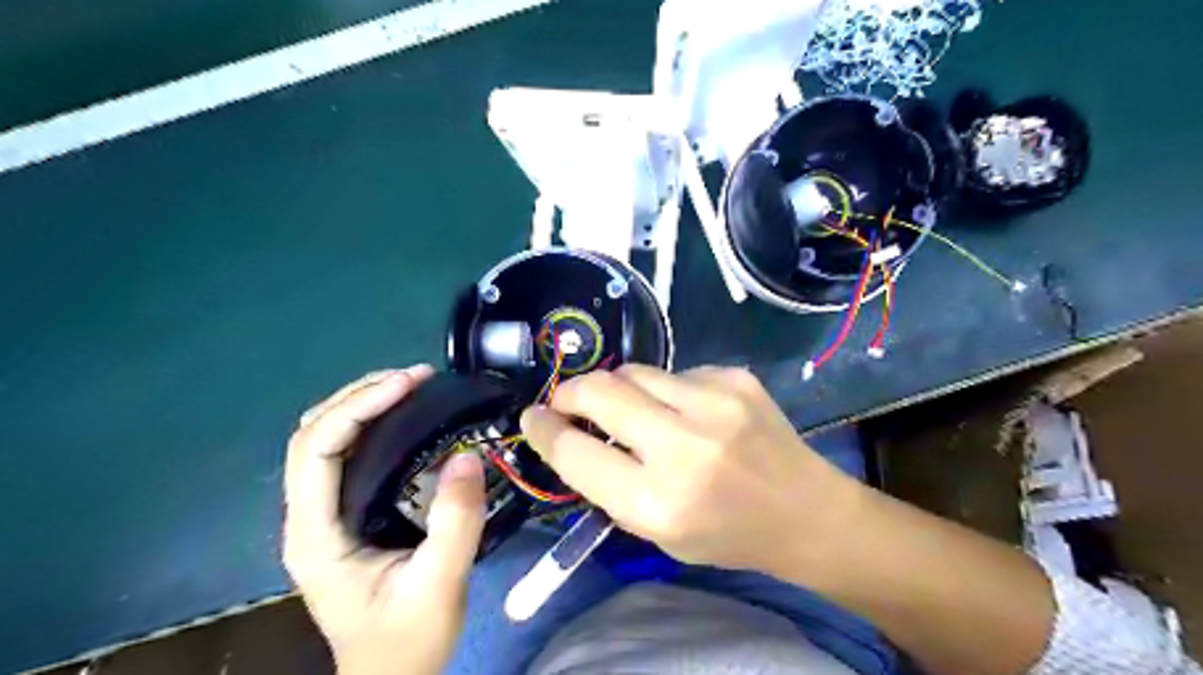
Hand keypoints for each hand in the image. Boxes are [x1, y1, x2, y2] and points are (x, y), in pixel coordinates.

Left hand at [283, 365, 481, 674]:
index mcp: (317, 534)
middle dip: (360, 395)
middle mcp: (309, 516)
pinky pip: (346, 453)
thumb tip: (467, 454)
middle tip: (416, 378)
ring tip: (412, 387)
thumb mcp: (440, 585)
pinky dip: (372, 424)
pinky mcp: (344, 513)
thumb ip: (455, 523)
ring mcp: (323, 514)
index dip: (358, 405)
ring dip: (363, 404)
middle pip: (312, 433)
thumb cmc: (408, 640)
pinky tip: (406, 418)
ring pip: (324, 439)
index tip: (409, 383)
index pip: (316, 449)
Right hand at [516, 367, 865, 577]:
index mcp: (657, 502)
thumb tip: (571, 434)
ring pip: (634, 371)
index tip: (533, 418)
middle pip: (599, 392)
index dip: (544, 431)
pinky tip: (688, 412)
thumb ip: (610, 484)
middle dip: (570, 392)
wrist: (805, 512)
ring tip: (631, 409)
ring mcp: (715, 403)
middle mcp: (683, 447)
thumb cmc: (726, 534)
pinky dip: (667, 390)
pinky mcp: (735, 378)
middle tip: (566, 402)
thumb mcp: (657, 533)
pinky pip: (676, 372)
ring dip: (618, 389)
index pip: (575, 452)